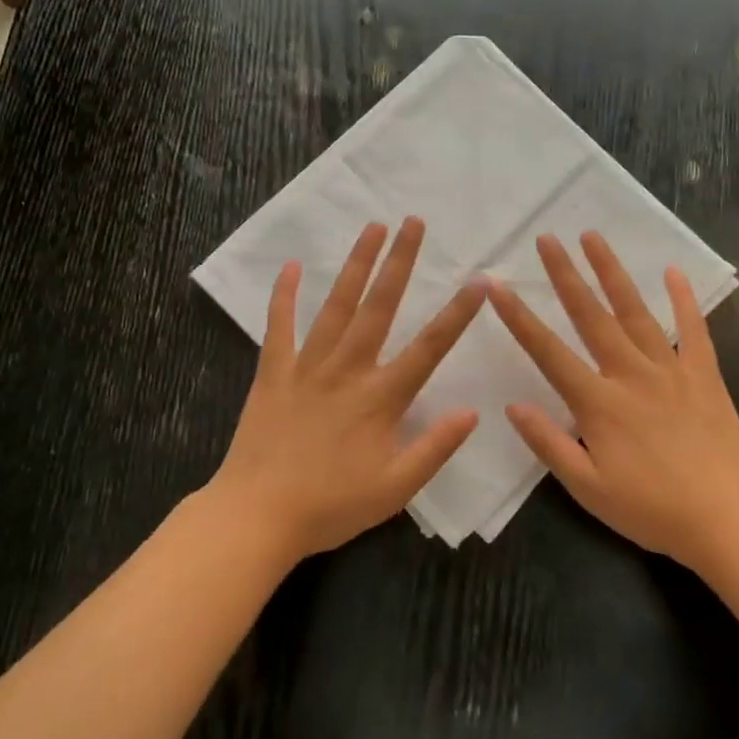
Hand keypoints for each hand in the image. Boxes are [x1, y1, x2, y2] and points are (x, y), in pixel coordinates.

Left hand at [210, 217, 484, 560]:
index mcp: (380, 398)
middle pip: (379, 307)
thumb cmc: (331, 506)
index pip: (429, 348)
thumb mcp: (395, 488)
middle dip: (399, 262)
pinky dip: (285, 295)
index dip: (457, 314)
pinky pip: (279, 326)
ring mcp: (307, 367)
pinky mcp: (273, 372)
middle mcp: (347, 370)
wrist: (258, 515)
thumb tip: (472, 410)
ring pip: (336, 305)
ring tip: (372, 227)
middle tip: (413, 222)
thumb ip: (435, 448)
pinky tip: (293, 266)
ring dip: (355, 264)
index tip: (480, 281)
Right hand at [488, 232, 738, 572]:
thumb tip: (512, 405)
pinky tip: (672, 272)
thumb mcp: (587, 488)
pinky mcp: (705, 376)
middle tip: (547, 239)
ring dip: (612, 272)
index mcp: (598, 403)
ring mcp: (672, 370)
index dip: (519, 317)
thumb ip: (549, 443)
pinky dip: (684, 299)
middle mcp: (631, 375)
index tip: (496, 287)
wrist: (729, 522)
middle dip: (565, 275)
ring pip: (636, 311)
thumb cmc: (651, 510)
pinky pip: (694, 329)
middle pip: (591, 316)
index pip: (548, 351)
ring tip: (593, 237)